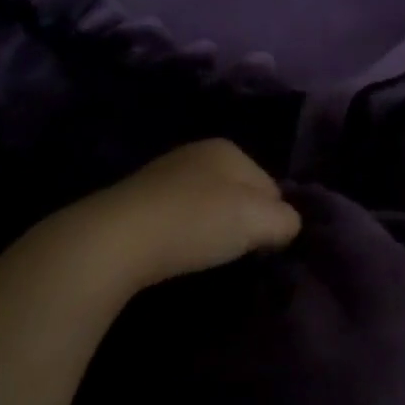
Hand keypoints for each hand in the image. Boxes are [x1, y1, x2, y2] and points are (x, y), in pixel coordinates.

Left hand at [70, 139, 301, 295]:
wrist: (117, 238)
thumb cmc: (197, 222)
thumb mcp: (259, 221)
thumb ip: (286, 220)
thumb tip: (286, 226)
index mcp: (229, 149)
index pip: (272, 187)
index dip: (273, 220)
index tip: (261, 247)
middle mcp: (197, 152)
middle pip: (240, 195)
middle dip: (242, 223)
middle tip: (234, 252)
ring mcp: (165, 174)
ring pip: (209, 206)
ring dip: (212, 231)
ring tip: (203, 255)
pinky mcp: (140, 200)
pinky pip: (180, 217)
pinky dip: (185, 234)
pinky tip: (177, 251)